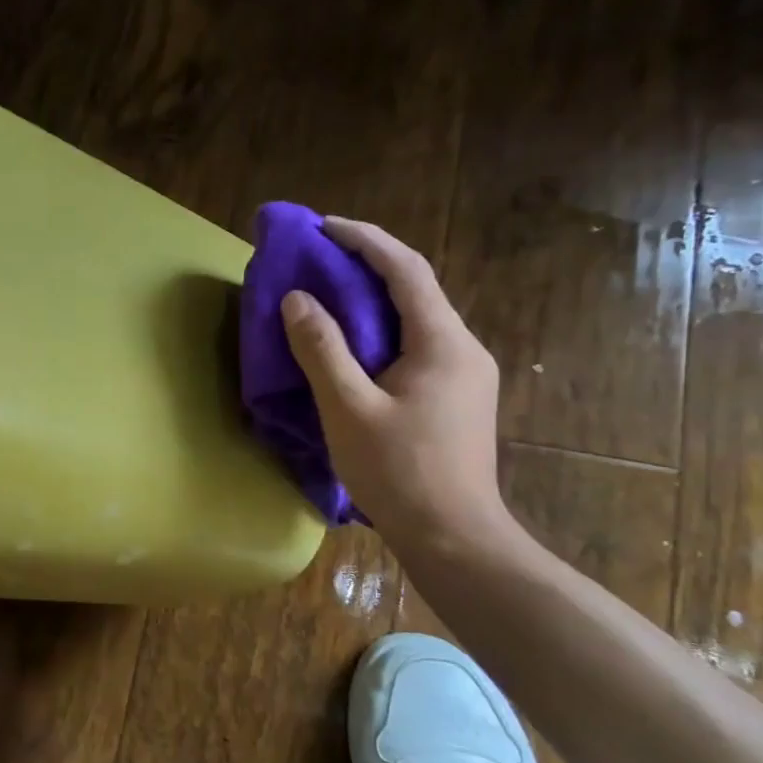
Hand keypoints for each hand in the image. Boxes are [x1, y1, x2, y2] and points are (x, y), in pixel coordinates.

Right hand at [282, 218, 507, 554]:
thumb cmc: (399, 472)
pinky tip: (356, 345)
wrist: (454, 536)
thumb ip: (321, 350)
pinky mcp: (457, 396)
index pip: (406, 269)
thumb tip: (297, 299)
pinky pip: (417, 344)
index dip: (364, 239)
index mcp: (442, 341)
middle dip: (367, 264)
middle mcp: (462, 347)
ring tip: (329, 295)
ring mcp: (465, 373)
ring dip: (374, 298)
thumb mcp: (348, 409)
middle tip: (319, 257)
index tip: (322, 226)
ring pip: (417, 317)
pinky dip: (383, 329)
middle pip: (415, 287)